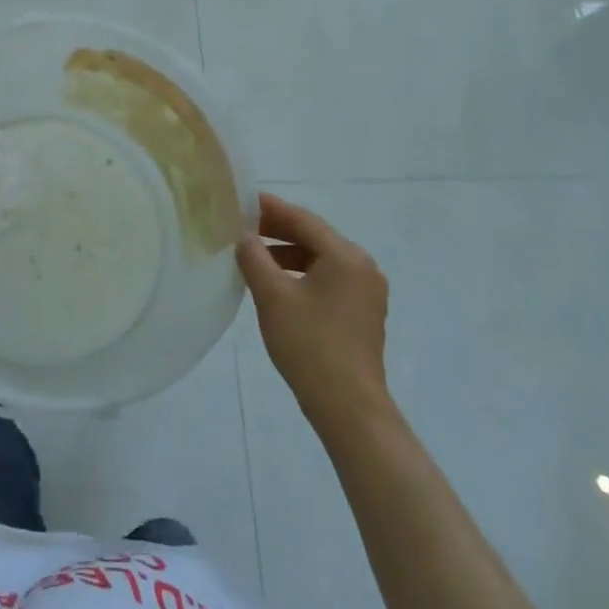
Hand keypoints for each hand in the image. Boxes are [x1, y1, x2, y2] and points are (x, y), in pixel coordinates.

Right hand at [235, 192, 392, 433]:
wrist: (349, 408)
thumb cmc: (310, 345)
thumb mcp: (272, 296)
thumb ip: (254, 258)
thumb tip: (244, 237)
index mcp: (346, 256)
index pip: (303, 219)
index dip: (270, 208)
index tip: (241, 201)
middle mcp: (362, 267)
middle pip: (314, 237)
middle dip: (277, 231)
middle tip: (242, 228)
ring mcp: (366, 291)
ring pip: (320, 259)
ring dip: (287, 254)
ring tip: (253, 257)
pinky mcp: (362, 312)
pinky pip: (328, 279)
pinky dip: (301, 274)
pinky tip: (276, 285)